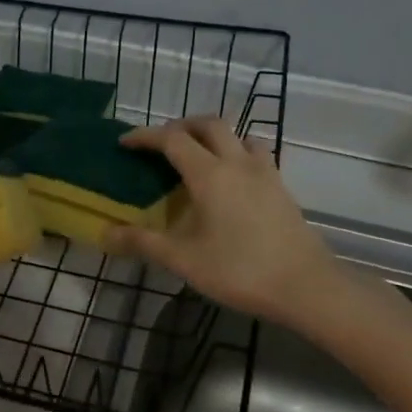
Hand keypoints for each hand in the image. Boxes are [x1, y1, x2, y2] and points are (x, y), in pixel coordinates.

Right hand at [102, 118, 348, 324]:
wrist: (306, 286)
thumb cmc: (239, 269)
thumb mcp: (183, 259)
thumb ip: (142, 242)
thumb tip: (105, 234)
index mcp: (210, 174)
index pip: (172, 139)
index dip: (145, 136)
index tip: (125, 142)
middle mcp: (237, 163)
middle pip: (208, 124)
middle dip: (180, 126)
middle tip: (160, 142)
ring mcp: (265, 173)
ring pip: (237, 136)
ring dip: (213, 136)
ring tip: (197, 155)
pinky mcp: (281, 188)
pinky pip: (255, 154)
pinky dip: (235, 153)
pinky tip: (231, 180)